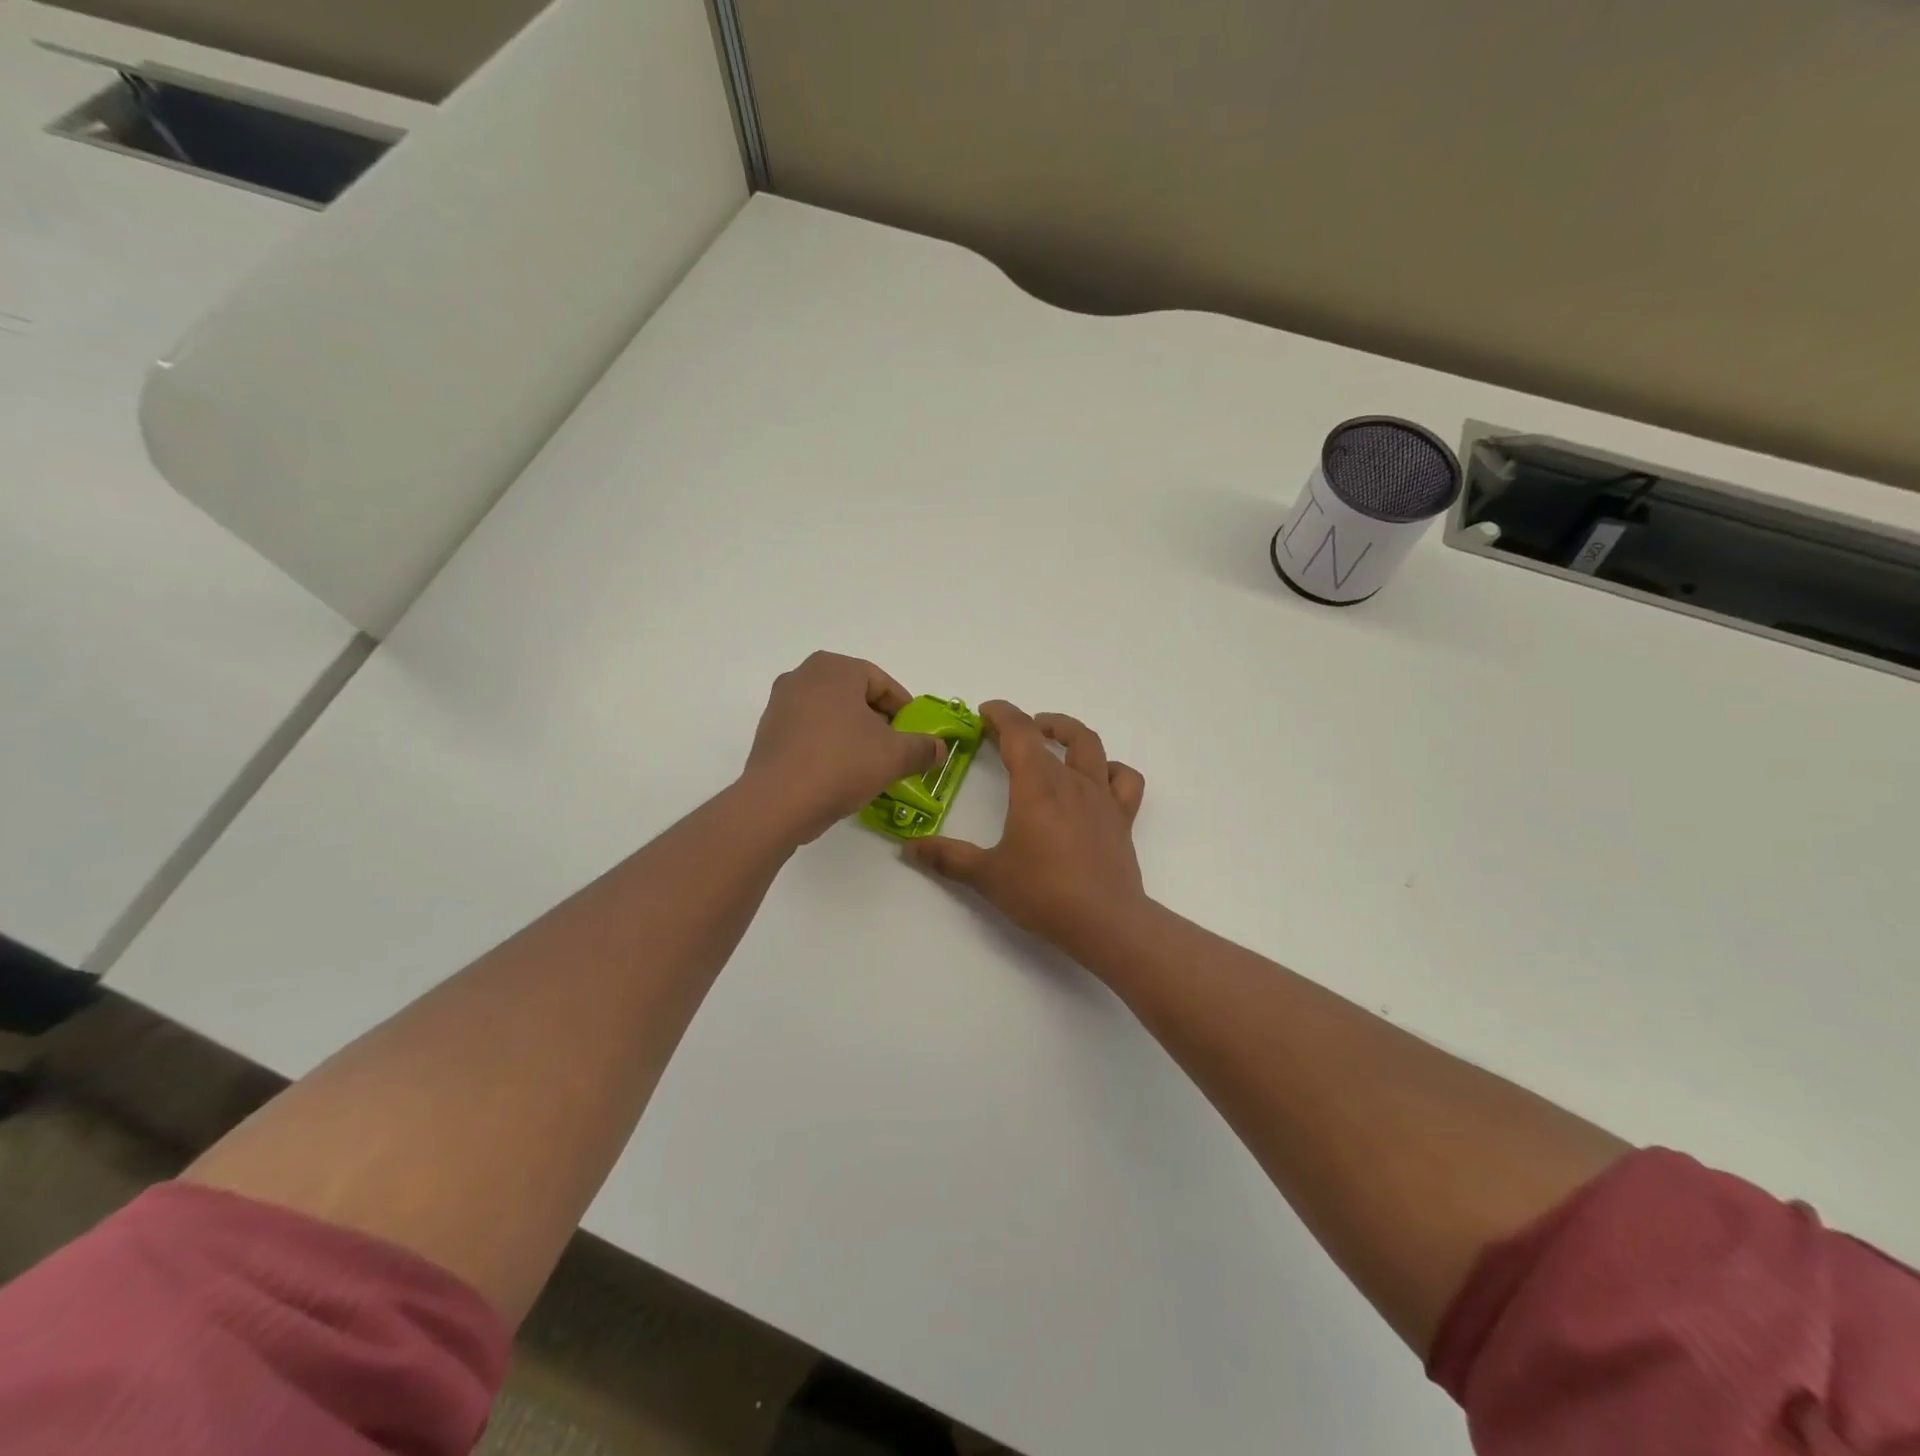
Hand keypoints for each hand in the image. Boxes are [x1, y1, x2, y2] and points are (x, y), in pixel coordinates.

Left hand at [744, 652, 944, 843]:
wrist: (778, 801)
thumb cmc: (842, 763)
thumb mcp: (895, 756)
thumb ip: (923, 748)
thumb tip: (940, 749)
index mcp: (835, 668)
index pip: (882, 683)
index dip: (904, 710)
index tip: (915, 735)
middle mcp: (803, 676)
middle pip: (855, 696)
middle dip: (878, 722)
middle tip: (895, 750)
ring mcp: (780, 704)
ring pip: (831, 715)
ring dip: (853, 735)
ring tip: (869, 765)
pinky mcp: (768, 733)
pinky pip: (809, 733)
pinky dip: (828, 746)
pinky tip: (840, 774)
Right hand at [907, 701, 1147, 955]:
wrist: (1105, 922)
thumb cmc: (1043, 893)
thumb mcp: (987, 876)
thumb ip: (948, 858)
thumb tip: (910, 848)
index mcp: (1036, 785)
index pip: (1019, 731)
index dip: (1001, 714)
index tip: (985, 712)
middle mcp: (1071, 781)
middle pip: (1052, 734)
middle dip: (1028, 724)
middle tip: (1009, 732)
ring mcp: (1101, 797)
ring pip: (1092, 746)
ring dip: (1069, 733)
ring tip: (1053, 738)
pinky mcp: (1122, 818)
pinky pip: (1124, 780)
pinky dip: (1111, 770)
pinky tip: (1097, 778)